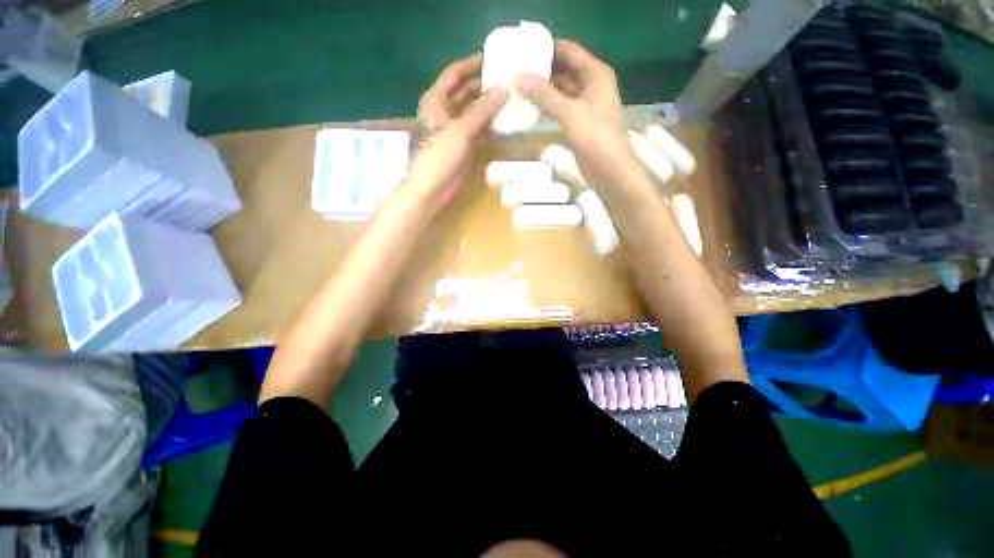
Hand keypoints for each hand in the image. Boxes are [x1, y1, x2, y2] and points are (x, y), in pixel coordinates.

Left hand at [403, 54, 507, 210]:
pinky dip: (489, 127)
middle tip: (509, 81)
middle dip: (485, 87)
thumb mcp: (461, 130)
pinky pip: (477, 130)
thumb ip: (482, 110)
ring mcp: (454, 129)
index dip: (472, 63)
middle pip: (466, 92)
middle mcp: (445, 111)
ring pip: (474, 112)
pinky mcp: (462, 145)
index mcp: (437, 100)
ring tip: (511, 100)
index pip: (456, 73)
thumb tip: (503, 89)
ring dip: (489, 108)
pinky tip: (504, 124)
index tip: (494, 58)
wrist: (431, 189)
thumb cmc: (440, 156)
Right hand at [516, 40, 632, 190]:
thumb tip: (519, 78)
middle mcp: (590, 85)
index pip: (569, 51)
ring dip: (542, 90)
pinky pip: (559, 108)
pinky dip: (546, 107)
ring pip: (560, 91)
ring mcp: (584, 105)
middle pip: (563, 70)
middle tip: (515, 72)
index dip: (547, 48)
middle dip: (541, 71)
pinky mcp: (577, 123)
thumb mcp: (569, 113)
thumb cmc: (595, 137)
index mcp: (595, 74)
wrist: (608, 170)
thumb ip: (545, 95)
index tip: (523, 51)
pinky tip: (529, 108)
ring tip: (517, 89)